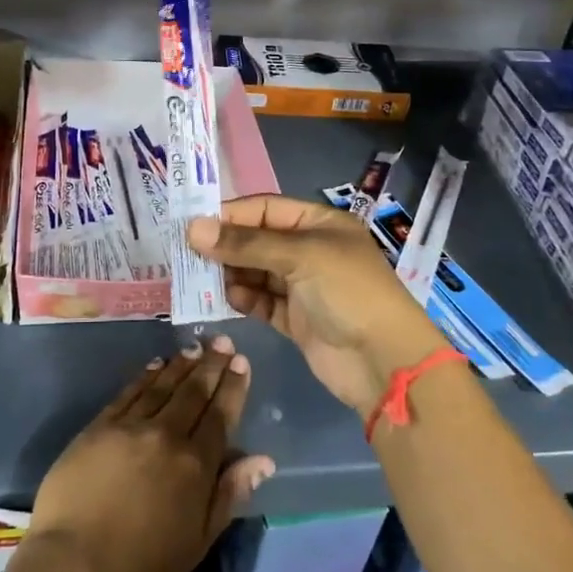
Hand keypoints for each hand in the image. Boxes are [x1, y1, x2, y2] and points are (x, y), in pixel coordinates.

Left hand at [29, 335, 274, 571]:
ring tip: (196, 346)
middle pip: (194, 393)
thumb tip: (263, 459)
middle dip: (212, 365)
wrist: (74, 562)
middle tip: (223, 341)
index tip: (241, 362)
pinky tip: (156, 364)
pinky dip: (146, 376)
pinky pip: (129, 392)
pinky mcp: (100, 426)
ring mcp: (130, 426)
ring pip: (163, 386)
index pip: (220, 416)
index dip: (232, 387)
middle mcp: (166, 436)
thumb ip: (230, 494)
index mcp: (195, 465)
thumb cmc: (142, 563)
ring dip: (182, 364)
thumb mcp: (198, 540)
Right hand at [189, 196, 446, 418]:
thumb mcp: (299, 257)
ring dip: (230, 273)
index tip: (192, 224)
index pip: (265, 209)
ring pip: (255, 271)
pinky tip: (227, 298)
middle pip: (257, 240)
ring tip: (200, 277)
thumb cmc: (348, 292)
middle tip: (188, 253)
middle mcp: (310, 250)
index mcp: (319, 224)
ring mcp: (303, 286)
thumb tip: (193, 229)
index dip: (230, 215)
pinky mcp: (295, 319)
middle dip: (225, 246)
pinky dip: (244, 298)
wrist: (384, 362)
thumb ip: (245, 244)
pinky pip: (261, 301)